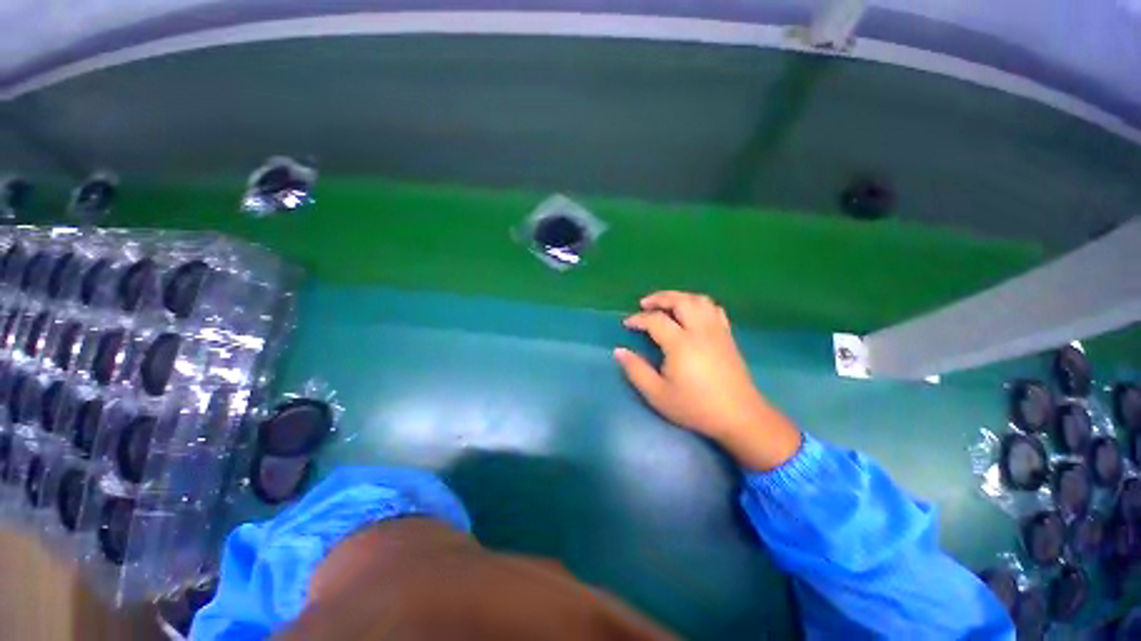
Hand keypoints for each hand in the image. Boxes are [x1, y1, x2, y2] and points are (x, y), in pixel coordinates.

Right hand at [614, 291, 800, 470]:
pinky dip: (699, 304)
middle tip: (644, 304)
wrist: (738, 416)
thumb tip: (619, 351)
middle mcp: (700, 330)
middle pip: (680, 300)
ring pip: (699, 300)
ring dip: (680, 297)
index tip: (627, 324)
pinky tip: (692, 313)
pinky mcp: (728, 336)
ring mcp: (717, 331)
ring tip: (666, 304)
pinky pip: (714, 309)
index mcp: (681, 343)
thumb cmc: (695, 406)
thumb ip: (636, 370)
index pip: (655, 320)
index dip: (638, 319)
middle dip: (660, 298)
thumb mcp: (657, 394)